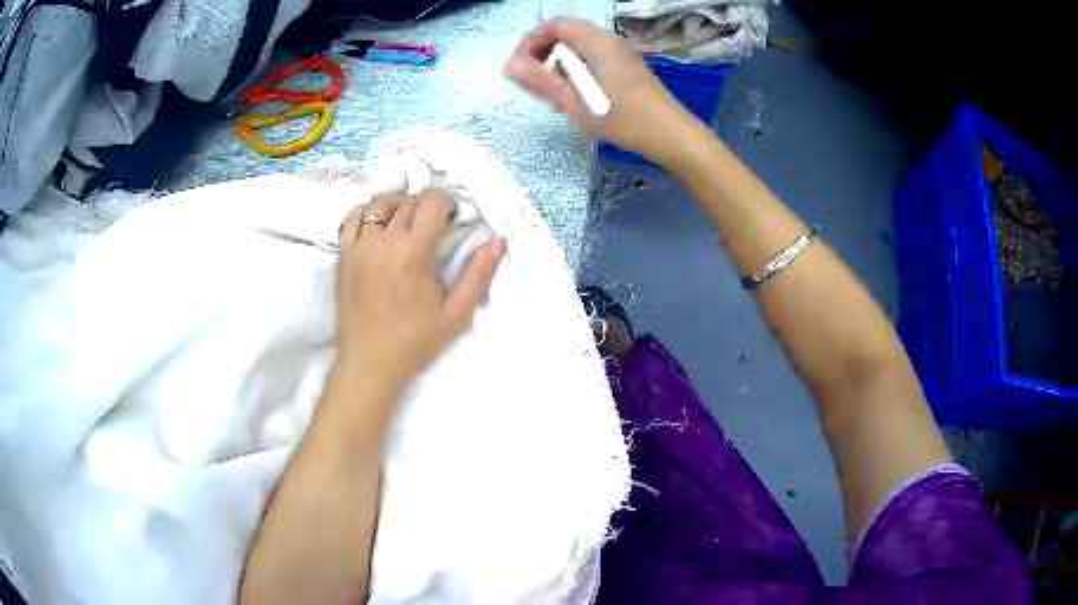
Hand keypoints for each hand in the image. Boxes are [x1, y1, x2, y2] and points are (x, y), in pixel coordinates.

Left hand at [334, 189, 505, 392]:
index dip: (448, 204)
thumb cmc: (415, 341)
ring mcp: (359, 247)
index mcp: (413, 252)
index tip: (454, 220)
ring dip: (400, 205)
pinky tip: (380, 227)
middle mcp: (384, 241)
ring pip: (380, 204)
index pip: (432, 203)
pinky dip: (368, 213)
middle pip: (409, 201)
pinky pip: (352, 218)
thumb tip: (498, 241)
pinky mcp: (343, 256)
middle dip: (428, 205)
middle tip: (437, 226)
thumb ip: (479, 275)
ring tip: (409, 224)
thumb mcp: (456, 314)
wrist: (369, 363)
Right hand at [504, 19, 695, 165]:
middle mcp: (609, 40)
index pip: (552, 26)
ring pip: (578, 46)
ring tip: (555, 94)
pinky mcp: (627, 66)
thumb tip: (510, 66)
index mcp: (596, 42)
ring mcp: (621, 53)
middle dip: (542, 54)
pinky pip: (593, 56)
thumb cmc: (625, 120)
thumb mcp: (577, 105)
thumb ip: (542, 82)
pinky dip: (577, 69)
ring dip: (559, 63)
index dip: (529, 43)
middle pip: (564, 33)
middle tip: (535, 83)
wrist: (673, 136)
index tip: (519, 69)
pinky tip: (579, 96)